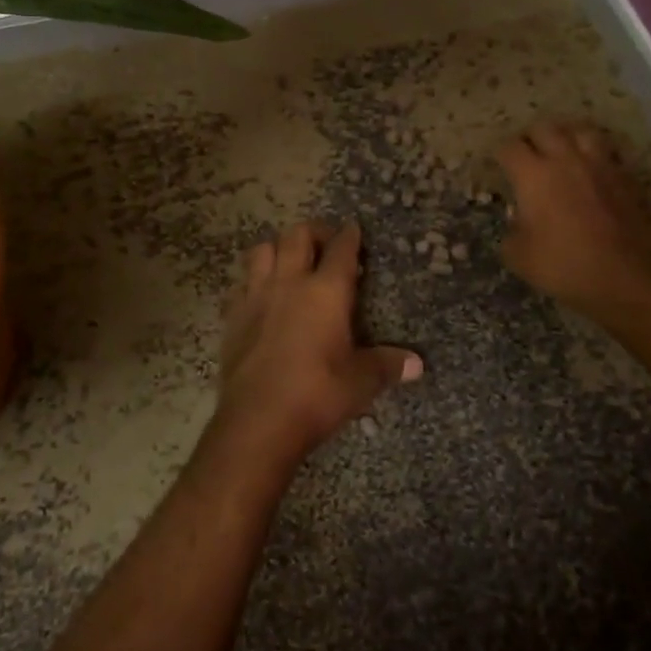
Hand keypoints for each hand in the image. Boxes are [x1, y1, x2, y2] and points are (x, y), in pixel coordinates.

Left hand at [215, 220, 421, 460]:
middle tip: (325, 244)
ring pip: (262, 250)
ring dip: (278, 248)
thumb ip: (387, 366)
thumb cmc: (317, 395)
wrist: (258, 420)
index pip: (340, 249)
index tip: (354, 230)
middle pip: (297, 236)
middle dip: (314, 232)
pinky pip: (241, 283)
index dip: (349, 236)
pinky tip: (261, 295)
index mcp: (326, 292)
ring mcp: (256, 296)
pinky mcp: (233, 316)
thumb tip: (417, 364)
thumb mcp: (361, 383)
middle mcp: (289, 283)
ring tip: (289, 261)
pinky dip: (253, 280)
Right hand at [495, 120, 650, 323]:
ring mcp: (598, 165)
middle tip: (527, 156)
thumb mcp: (518, 256)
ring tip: (561, 150)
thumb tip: (519, 221)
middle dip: (531, 138)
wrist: (624, 276)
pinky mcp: (624, 177)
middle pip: (544, 127)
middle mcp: (564, 159)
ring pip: (579, 130)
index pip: (509, 147)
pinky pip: (605, 151)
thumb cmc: (563, 265)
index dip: (501, 154)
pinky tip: (589, 169)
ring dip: (566, 136)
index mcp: (532, 175)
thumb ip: (512, 231)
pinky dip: (593, 154)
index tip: (499, 166)